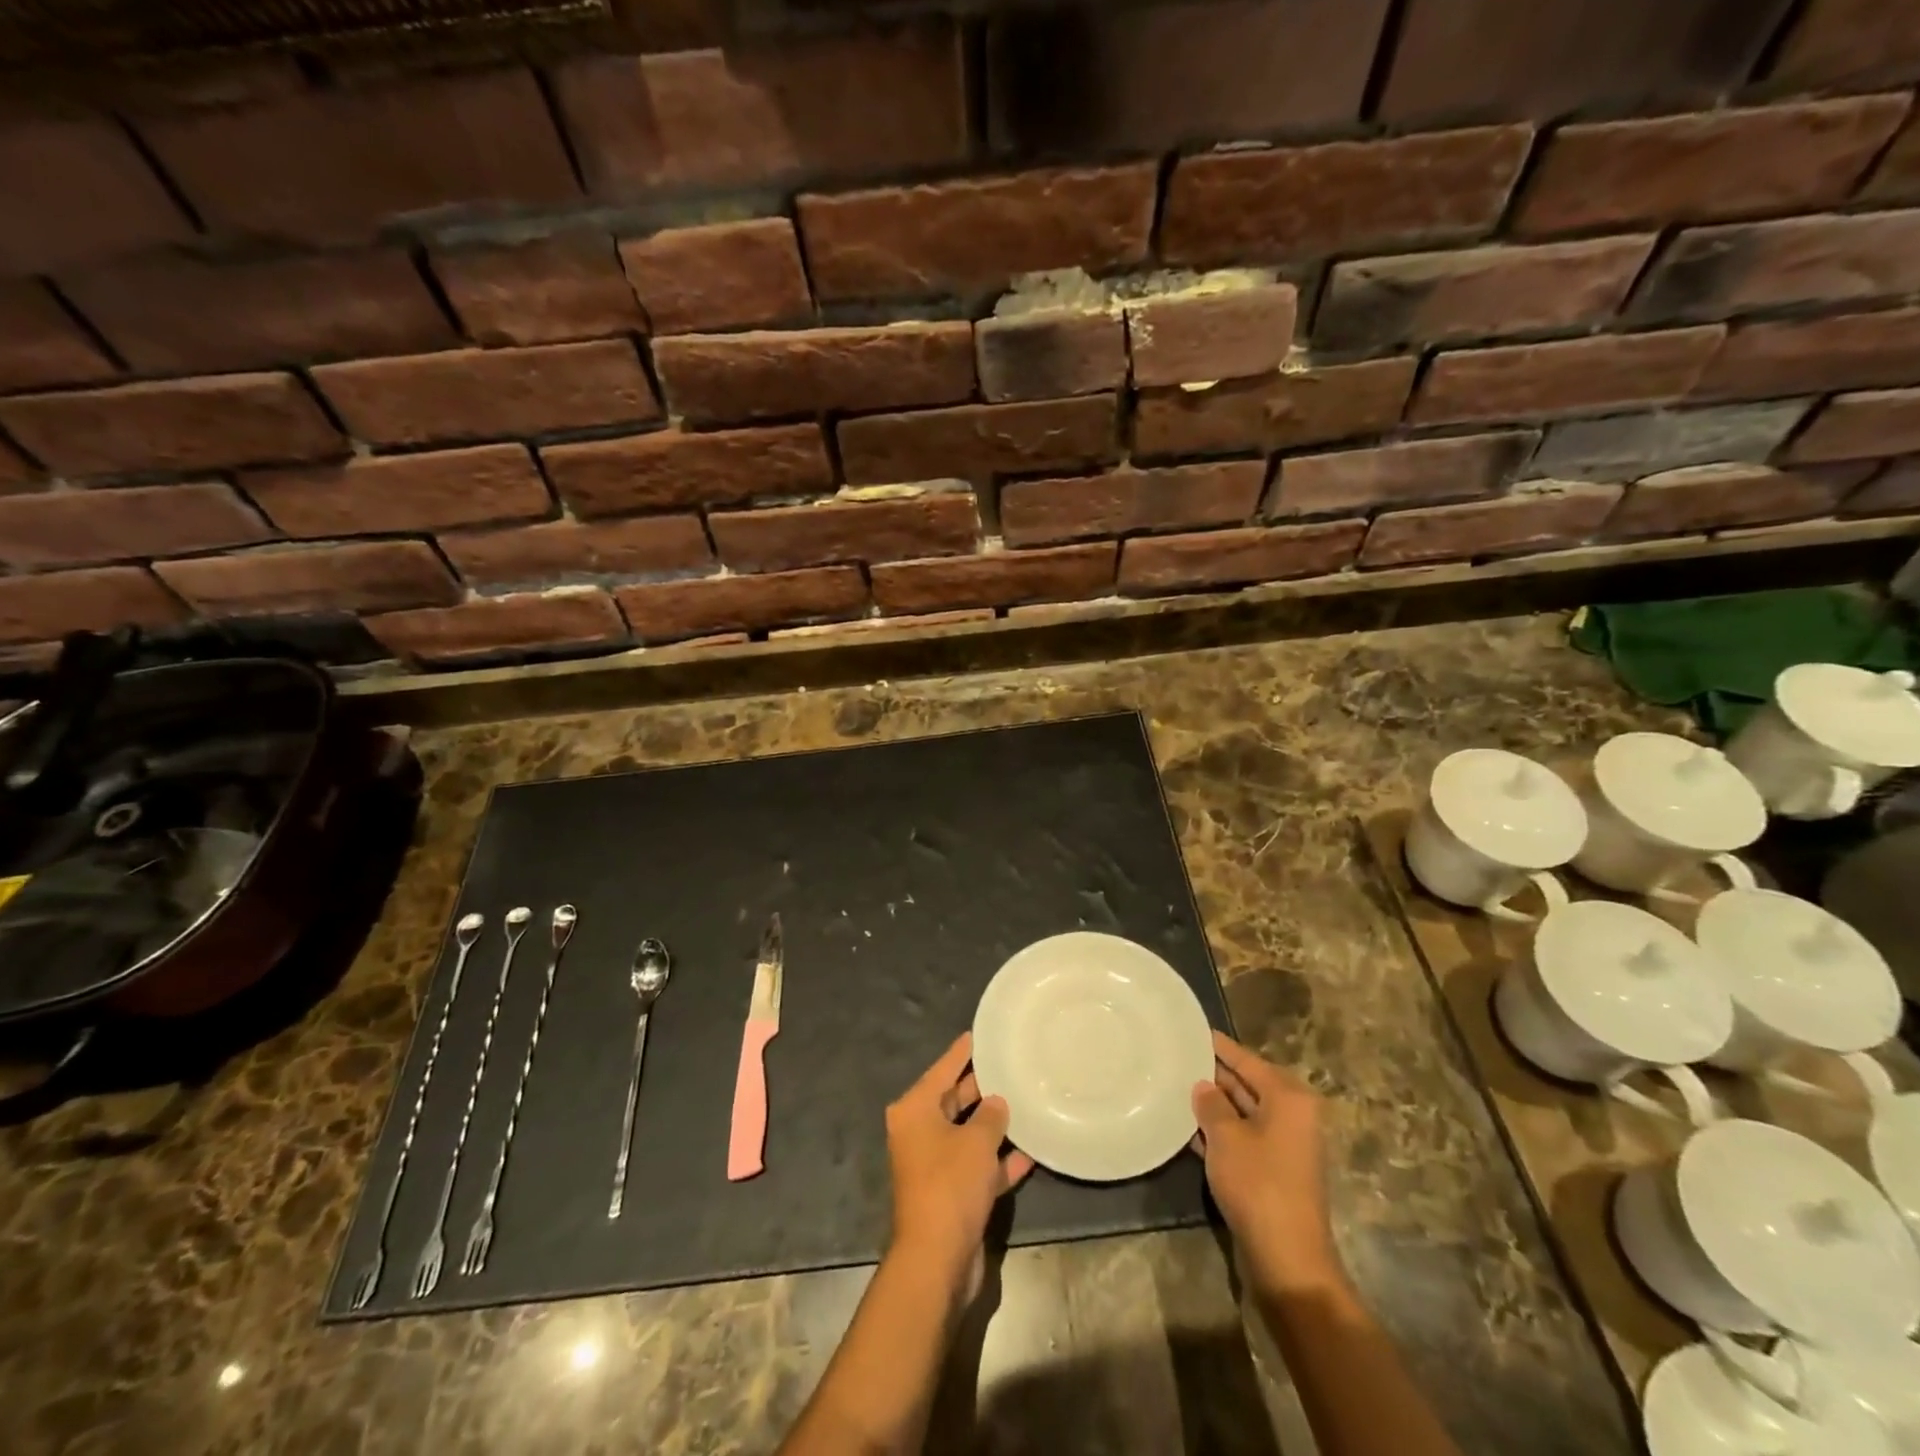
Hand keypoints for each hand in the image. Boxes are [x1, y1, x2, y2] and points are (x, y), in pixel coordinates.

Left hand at [885, 1032, 1034, 1291]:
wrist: (937, 1259)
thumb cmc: (950, 1185)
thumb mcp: (976, 1141)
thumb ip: (991, 1116)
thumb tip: (997, 1102)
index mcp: (914, 1111)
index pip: (941, 1071)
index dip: (960, 1053)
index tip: (976, 1034)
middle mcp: (919, 1133)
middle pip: (953, 1101)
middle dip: (980, 1088)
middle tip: (1008, 1066)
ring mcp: (935, 1165)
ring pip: (967, 1135)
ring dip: (993, 1126)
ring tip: (1024, 1102)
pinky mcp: (952, 1194)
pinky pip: (978, 1167)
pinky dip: (998, 1161)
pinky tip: (1030, 1152)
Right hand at [1191, 1031, 1337, 1288]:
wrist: (1287, 1258)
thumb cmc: (1258, 1183)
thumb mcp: (1226, 1137)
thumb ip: (1211, 1104)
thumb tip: (1203, 1085)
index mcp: (1289, 1098)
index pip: (1247, 1060)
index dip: (1219, 1046)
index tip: (1193, 1030)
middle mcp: (1293, 1116)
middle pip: (1248, 1084)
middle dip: (1215, 1074)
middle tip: (1178, 1057)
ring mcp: (1285, 1146)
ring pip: (1243, 1112)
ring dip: (1215, 1104)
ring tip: (1176, 1086)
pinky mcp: (1274, 1171)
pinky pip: (1243, 1137)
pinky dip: (1220, 1130)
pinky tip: (1188, 1126)